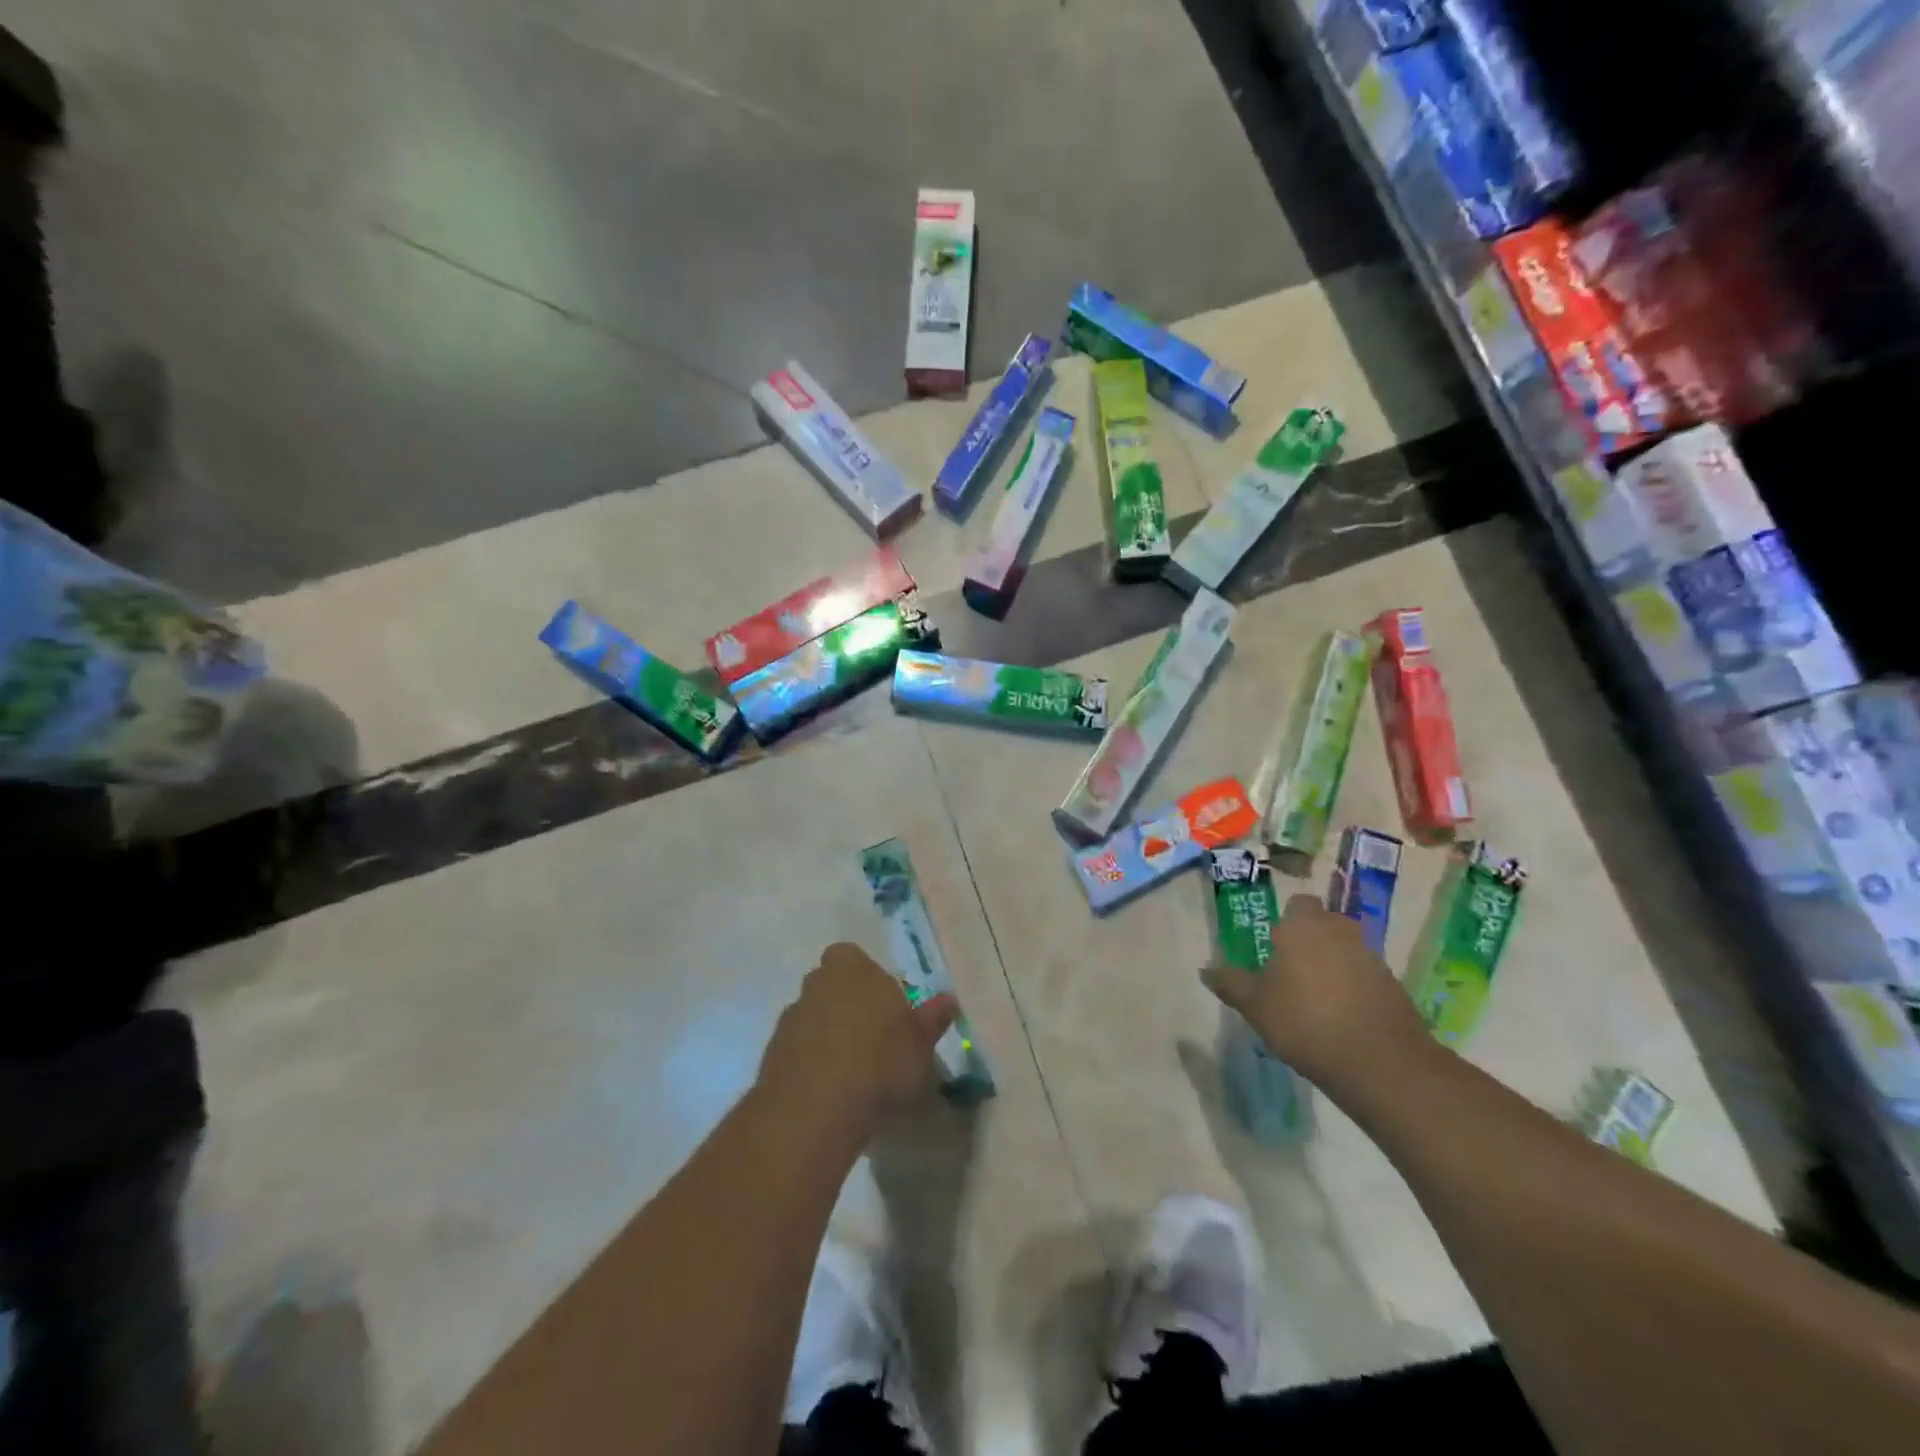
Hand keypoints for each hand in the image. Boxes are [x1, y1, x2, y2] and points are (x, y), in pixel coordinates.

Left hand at [757, 943, 958, 1140]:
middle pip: (833, 985)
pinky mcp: (772, 1053)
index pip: (854, 957)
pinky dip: (813, 1062)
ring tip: (855, 1072)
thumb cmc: (879, 1063)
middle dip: (849, 1005)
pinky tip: (832, 1091)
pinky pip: (800, 1049)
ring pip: (815, 1017)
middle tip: (874, 1039)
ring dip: (829, 1035)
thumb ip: (932, 1019)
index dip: (868, 979)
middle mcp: (817, 982)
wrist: (814, 1109)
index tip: (887, 1008)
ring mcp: (791, 1017)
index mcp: (852, 967)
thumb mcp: (920, 1044)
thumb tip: (949, 1000)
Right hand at [1201, 894, 1428, 1092]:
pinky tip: (1342, 1016)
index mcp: (1302, 927)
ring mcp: (1371, 957)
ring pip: (1346, 949)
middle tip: (1291, 970)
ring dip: (1333, 964)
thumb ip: (1231, 984)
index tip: (1274, 946)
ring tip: (1316, 998)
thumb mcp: (1255, 1006)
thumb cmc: (1304, 1022)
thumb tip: (1206, 969)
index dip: (1287, 921)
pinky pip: (1365, 975)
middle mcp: (1339, 931)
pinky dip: (1354, 987)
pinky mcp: (1393, 985)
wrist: (1379, 1062)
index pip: (1298, 903)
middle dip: (1311, 940)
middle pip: (1324, 923)